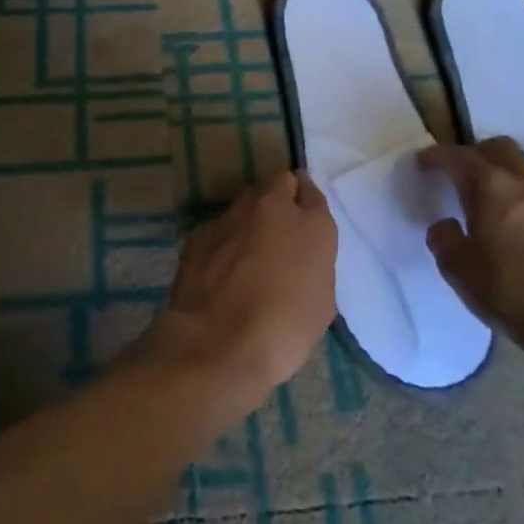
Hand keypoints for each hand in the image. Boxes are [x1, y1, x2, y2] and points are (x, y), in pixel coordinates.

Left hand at [137, 171, 336, 412]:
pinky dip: (225, 238)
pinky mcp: (201, 230)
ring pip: (247, 199)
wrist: (218, 342)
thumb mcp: (321, 301)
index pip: (313, 193)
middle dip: (281, 196)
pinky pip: (220, 225)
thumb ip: (313, 264)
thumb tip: (299, 257)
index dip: (308, 205)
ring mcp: (232, 215)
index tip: (305, 220)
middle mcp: (272, 207)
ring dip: (252, 215)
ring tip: (249, 249)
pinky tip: (221, 266)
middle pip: (279, 182)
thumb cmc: (284, 330)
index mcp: (311, 224)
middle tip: (280, 227)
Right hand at [419, 138, 523, 352]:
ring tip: (481, 197)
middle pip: (497, 148)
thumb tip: (446, 225)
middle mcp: (521, 182)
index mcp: (490, 186)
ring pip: (520, 166)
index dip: (436, 156)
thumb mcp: (457, 267)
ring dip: (498, 171)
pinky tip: (507, 219)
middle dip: (473, 153)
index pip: (458, 157)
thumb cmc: (508, 290)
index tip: (422, 162)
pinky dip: (516, 191)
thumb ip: (443, 238)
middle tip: (456, 173)